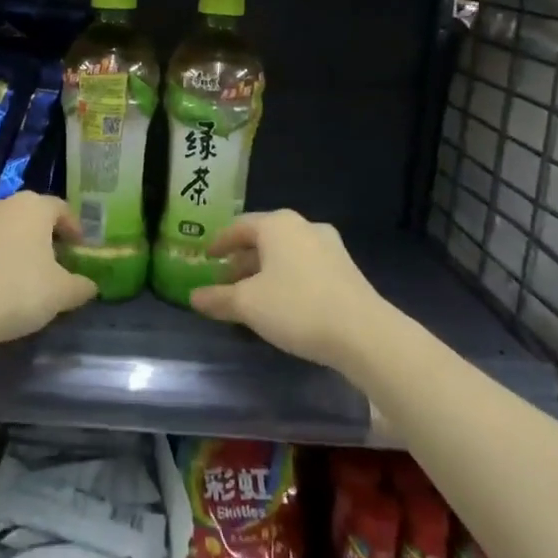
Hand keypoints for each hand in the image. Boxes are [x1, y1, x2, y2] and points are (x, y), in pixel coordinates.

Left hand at [0, 193, 98, 348]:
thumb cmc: (20, 291)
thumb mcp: (62, 293)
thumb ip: (82, 285)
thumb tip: (90, 285)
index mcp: (34, 206)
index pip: (62, 209)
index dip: (74, 228)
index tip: (80, 249)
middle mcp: (4, 203)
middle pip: (33, 213)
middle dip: (47, 233)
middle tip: (57, 258)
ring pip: (8, 224)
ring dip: (21, 240)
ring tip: (29, 267)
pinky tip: (3, 274)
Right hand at [190, 210, 385, 373]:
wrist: (364, 333)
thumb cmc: (297, 307)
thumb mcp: (248, 305)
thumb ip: (218, 298)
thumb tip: (194, 296)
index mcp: (278, 225)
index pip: (239, 226)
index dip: (219, 242)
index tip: (206, 256)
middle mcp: (304, 227)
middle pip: (263, 239)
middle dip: (242, 259)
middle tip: (224, 280)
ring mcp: (329, 247)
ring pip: (286, 254)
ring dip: (264, 271)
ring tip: (250, 296)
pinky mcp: (346, 270)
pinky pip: (305, 267)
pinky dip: (286, 279)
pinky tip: (281, 304)